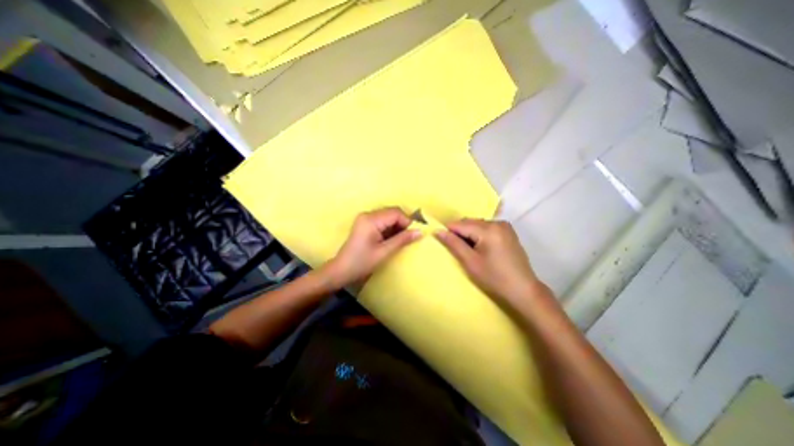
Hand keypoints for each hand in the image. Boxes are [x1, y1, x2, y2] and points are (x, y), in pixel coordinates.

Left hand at [325, 208, 420, 288]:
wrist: (341, 270)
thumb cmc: (362, 262)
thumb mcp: (384, 252)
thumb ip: (402, 240)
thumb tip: (420, 232)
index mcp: (371, 219)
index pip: (395, 213)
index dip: (407, 221)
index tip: (415, 233)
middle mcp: (368, 214)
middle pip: (392, 212)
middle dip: (403, 223)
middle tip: (410, 237)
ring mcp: (365, 218)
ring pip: (388, 217)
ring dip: (397, 226)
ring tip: (402, 239)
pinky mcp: (365, 224)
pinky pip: (382, 221)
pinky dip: (390, 228)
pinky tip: (393, 238)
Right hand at [434, 218, 545, 302]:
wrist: (523, 290)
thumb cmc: (494, 278)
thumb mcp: (470, 262)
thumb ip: (453, 244)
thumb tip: (438, 231)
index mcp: (488, 229)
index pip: (460, 224)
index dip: (449, 232)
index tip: (443, 242)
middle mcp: (497, 223)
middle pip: (470, 222)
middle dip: (460, 233)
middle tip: (457, 250)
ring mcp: (505, 226)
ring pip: (478, 225)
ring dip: (469, 234)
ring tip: (469, 251)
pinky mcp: (508, 232)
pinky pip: (487, 228)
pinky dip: (479, 235)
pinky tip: (480, 248)